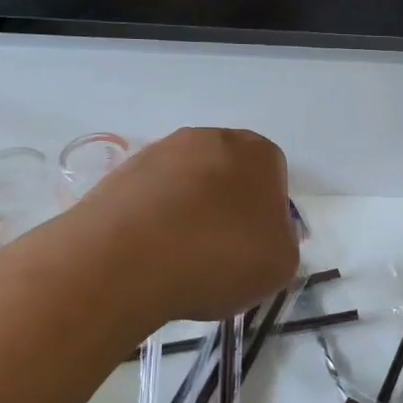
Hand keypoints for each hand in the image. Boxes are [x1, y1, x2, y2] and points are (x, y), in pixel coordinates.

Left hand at [78, 128, 299, 323]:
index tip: (254, 245)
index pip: (273, 177)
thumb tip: (263, 234)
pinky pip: (150, 196)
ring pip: (186, 182)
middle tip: (220, 250)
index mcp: (258, 153)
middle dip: (226, 205)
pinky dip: (153, 219)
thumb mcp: (281, 264)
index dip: (266, 213)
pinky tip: (149, 253)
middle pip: (228, 172)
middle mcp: (211, 138)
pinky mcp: (121, 172)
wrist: (126, 260)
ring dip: (187, 210)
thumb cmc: (220, 257)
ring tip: (178, 257)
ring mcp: (161, 151)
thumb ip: (281, 240)